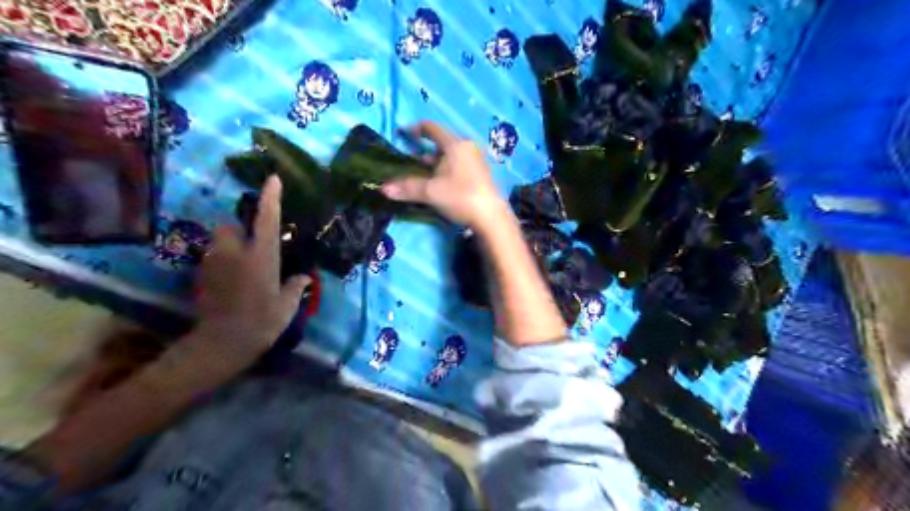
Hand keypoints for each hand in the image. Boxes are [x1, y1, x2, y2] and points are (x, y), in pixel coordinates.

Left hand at [191, 174, 308, 367]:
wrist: (222, 342)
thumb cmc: (262, 322)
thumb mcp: (287, 305)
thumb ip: (295, 287)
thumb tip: (305, 277)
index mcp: (262, 256)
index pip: (267, 220)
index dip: (271, 198)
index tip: (273, 178)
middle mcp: (236, 253)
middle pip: (229, 226)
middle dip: (238, 230)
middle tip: (251, 246)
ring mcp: (214, 263)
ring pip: (218, 242)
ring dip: (228, 247)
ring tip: (241, 267)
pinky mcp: (201, 275)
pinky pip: (212, 260)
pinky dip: (221, 263)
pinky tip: (231, 282)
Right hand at [379, 119, 501, 225]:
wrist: (491, 217)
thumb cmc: (460, 197)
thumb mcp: (431, 192)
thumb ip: (407, 188)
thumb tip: (383, 188)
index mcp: (455, 145)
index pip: (432, 128)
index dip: (415, 129)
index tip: (403, 133)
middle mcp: (467, 148)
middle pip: (441, 145)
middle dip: (424, 153)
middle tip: (409, 164)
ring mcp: (476, 162)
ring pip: (450, 158)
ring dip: (435, 165)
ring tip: (422, 177)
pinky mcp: (481, 175)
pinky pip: (458, 167)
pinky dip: (445, 172)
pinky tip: (439, 186)